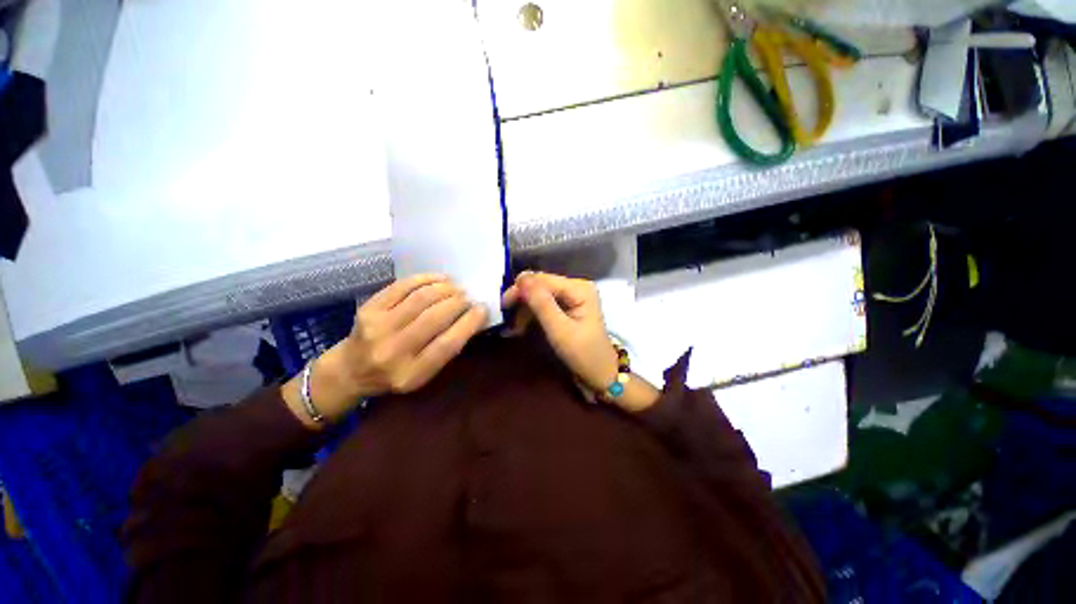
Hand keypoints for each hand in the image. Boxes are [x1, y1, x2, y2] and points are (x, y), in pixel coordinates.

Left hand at [283, 274, 487, 427]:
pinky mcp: (368, 309)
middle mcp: (392, 352)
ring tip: (456, 287)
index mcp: (411, 374)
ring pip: (420, 298)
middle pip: (434, 318)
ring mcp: (377, 328)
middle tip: (469, 296)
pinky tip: (440, 279)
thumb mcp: (423, 374)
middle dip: (458, 301)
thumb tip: (472, 318)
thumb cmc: (394, 374)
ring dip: (445, 288)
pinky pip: (402, 286)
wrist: (350, 370)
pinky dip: (426, 279)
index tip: (482, 309)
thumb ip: (446, 349)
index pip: (447, 344)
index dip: (469, 323)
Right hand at [503, 272, 618, 392]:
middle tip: (507, 319)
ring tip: (513, 328)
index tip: (503, 306)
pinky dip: (532, 314)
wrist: (600, 373)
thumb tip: (522, 278)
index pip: (542, 280)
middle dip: (522, 300)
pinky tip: (521, 326)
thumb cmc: (583, 354)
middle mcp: (576, 286)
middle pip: (540, 285)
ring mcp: (572, 295)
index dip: (521, 289)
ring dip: (525, 309)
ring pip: (539, 294)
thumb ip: (541, 304)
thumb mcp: (560, 330)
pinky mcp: (568, 306)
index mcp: (578, 288)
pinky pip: (544, 303)